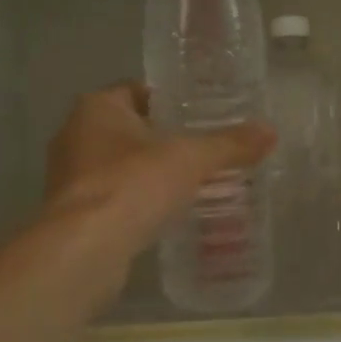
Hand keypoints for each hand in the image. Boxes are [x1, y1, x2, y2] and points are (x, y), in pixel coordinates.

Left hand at [41, 83, 275, 302]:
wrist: (84, 250)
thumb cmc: (132, 185)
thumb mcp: (190, 159)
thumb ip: (229, 145)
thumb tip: (270, 131)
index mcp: (96, 107)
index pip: (138, 91)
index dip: (171, 101)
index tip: (202, 116)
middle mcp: (75, 135)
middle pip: (130, 129)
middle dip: (164, 140)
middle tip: (204, 151)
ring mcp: (70, 177)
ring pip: (120, 165)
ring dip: (149, 173)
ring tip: (192, 183)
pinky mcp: (73, 213)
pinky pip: (114, 197)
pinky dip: (138, 202)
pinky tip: (167, 214)